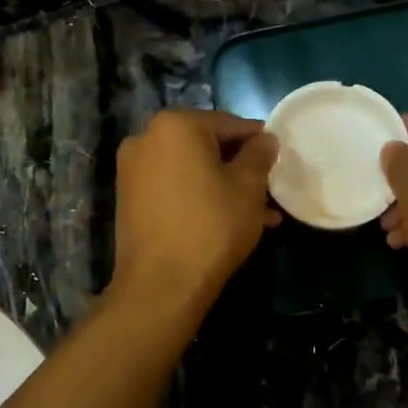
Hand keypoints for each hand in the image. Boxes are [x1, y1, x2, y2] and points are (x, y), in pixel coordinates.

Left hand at [112, 109, 278, 306]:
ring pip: (191, 170)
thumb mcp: (248, 187)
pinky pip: (173, 187)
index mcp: (175, 125)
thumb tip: (265, 140)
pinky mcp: (129, 199)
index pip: (229, 123)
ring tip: (258, 214)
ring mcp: (133, 170)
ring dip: (222, 185)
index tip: (279, 159)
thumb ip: (259, 155)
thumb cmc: (211, 225)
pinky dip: (198, 197)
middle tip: (268, 189)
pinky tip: (227, 221)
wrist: (161, 284)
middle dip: (239, 167)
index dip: (258, 141)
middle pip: (206, 145)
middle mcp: (146, 138)